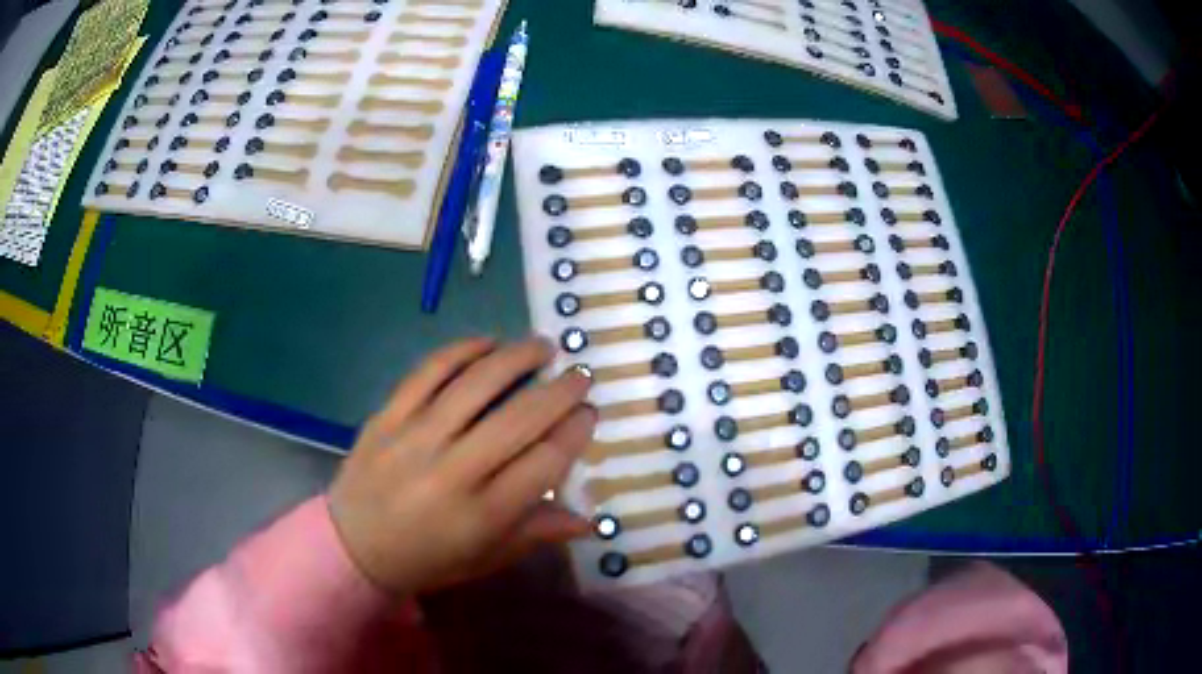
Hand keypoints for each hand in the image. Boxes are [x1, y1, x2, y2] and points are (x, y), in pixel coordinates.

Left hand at [328, 337, 596, 594]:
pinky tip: (487, 342)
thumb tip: (589, 519)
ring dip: (516, 358)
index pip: (545, 462)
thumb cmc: (428, 559)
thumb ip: (537, 533)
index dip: (575, 432)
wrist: (353, 546)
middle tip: (580, 375)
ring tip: (542, 347)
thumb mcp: (487, 558)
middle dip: (560, 391)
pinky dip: (460, 351)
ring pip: (475, 385)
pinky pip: (427, 373)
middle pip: (519, 419)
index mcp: (482, 514)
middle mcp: (452, 471)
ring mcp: (415, 438)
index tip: (589, 413)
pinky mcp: (387, 416)